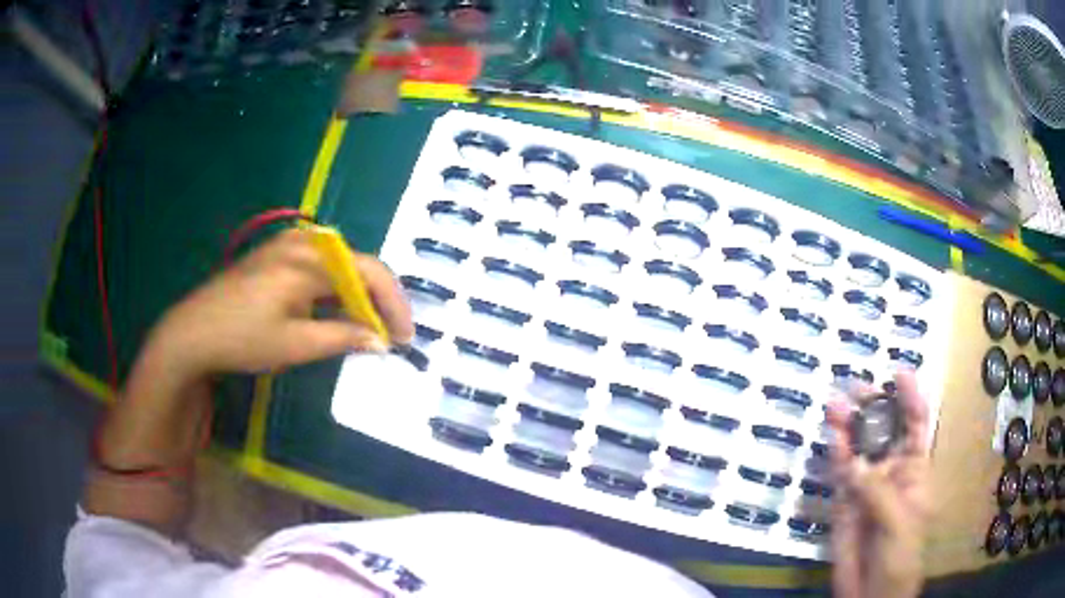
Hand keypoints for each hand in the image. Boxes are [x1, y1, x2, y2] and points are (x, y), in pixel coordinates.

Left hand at [149, 227, 413, 377]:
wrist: (193, 332)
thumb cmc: (242, 338)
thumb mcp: (295, 344)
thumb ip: (343, 337)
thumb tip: (381, 341)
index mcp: (309, 260)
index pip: (369, 272)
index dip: (394, 305)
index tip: (405, 338)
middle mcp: (303, 242)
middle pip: (357, 264)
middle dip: (378, 300)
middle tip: (388, 335)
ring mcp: (288, 245)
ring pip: (340, 265)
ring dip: (358, 295)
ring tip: (367, 327)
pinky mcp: (277, 254)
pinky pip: (320, 266)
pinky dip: (335, 289)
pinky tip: (335, 312)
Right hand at [827, 371, 930, 597]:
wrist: (871, 593)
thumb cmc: (900, 557)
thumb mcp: (898, 523)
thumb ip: (877, 492)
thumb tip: (852, 463)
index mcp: (915, 471)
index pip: (916, 426)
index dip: (910, 398)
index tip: (899, 373)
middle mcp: (891, 472)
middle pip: (883, 431)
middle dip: (872, 407)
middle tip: (856, 386)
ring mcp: (866, 487)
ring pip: (857, 449)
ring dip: (847, 427)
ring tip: (835, 405)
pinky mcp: (843, 503)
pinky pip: (839, 475)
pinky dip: (835, 455)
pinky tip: (832, 437)